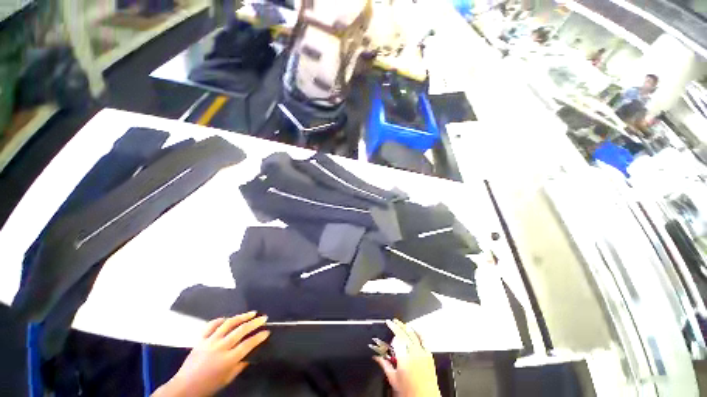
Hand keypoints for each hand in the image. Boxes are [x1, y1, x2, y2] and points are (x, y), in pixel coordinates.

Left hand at [153, 312, 269, 396]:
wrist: (184, 388)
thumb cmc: (208, 386)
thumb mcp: (227, 379)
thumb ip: (240, 365)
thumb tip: (252, 353)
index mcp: (228, 359)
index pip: (248, 344)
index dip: (259, 337)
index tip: (267, 331)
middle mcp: (220, 347)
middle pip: (241, 330)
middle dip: (254, 323)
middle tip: (264, 317)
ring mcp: (210, 341)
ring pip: (229, 324)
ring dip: (242, 316)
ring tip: (252, 313)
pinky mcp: (201, 339)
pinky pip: (211, 325)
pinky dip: (221, 320)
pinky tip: (228, 318)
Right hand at [374, 319, 440, 396]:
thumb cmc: (410, 392)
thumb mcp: (393, 379)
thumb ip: (384, 365)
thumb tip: (377, 357)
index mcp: (404, 357)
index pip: (397, 335)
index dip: (392, 327)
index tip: (388, 322)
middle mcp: (414, 352)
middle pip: (406, 332)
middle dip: (399, 325)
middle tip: (393, 321)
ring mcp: (423, 353)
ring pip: (414, 334)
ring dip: (407, 327)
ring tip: (402, 324)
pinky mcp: (429, 356)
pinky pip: (424, 340)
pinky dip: (418, 334)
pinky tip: (415, 331)